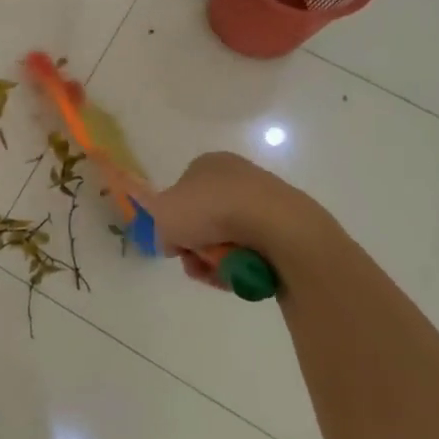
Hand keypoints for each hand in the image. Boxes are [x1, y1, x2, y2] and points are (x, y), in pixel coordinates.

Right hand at [142, 152, 317, 287]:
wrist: (273, 224)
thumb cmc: (210, 209)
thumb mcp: (163, 214)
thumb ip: (156, 222)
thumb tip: (171, 239)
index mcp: (206, 164)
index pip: (181, 194)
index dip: (173, 222)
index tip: (174, 245)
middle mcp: (235, 178)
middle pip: (204, 222)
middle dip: (196, 248)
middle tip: (194, 264)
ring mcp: (261, 202)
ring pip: (227, 240)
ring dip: (215, 261)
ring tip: (217, 272)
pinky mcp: (282, 227)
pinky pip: (252, 251)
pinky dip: (241, 265)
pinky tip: (239, 274)